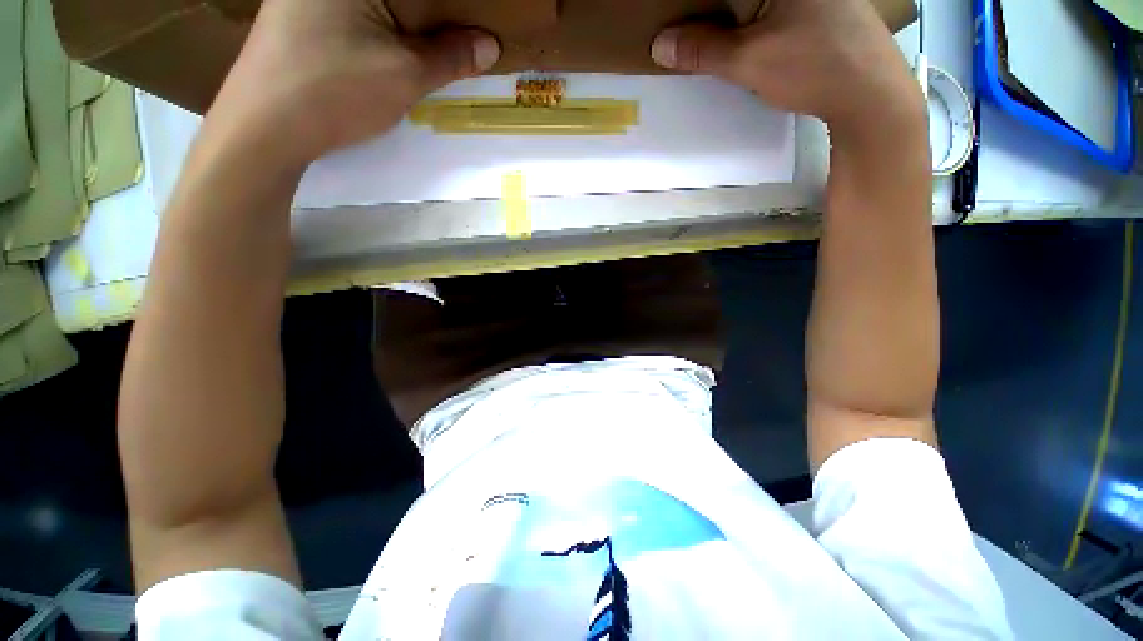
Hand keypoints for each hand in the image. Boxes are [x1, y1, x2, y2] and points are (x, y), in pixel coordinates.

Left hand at [205, 0, 500, 165]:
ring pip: (379, 6)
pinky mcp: (299, 15)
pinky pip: (355, 15)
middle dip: (433, 16)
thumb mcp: (405, 75)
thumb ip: (451, 56)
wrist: (263, 127)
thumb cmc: (335, 91)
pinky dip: (383, 28)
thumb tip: (490, 44)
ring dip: (410, 25)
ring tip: (435, 47)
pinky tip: (394, 51)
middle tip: (461, 39)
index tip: (473, 27)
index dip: (452, 8)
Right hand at [650, 0, 922, 138]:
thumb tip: (659, 44)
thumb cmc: (813, 67)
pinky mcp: (817, 7)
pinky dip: (747, 21)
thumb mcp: (749, 60)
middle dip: (708, 11)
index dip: (692, 5)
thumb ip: (702, 50)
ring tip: (701, 37)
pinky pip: (771, 9)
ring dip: (725, 18)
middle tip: (682, 32)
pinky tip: (738, 40)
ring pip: (750, 3)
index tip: (673, 22)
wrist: (869, 92)